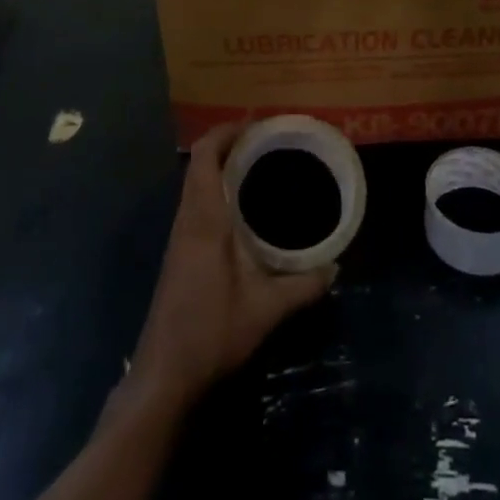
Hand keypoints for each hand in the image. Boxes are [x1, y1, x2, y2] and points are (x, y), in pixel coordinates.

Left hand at [129, 125, 334, 406]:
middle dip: (228, 144)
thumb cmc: (211, 333)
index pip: (204, 156)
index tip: (256, 124)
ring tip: (258, 165)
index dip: (226, 132)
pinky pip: (196, 203)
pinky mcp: (179, 253)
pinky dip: (216, 189)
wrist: (163, 376)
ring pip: (195, 183)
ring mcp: (180, 237)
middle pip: (198, 163)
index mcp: (204, 219)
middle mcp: (187, 219)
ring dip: (220, 167)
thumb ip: (303, 286)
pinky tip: (242, 208)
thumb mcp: (265, 310)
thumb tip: (335, 267)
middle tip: (266, 141)